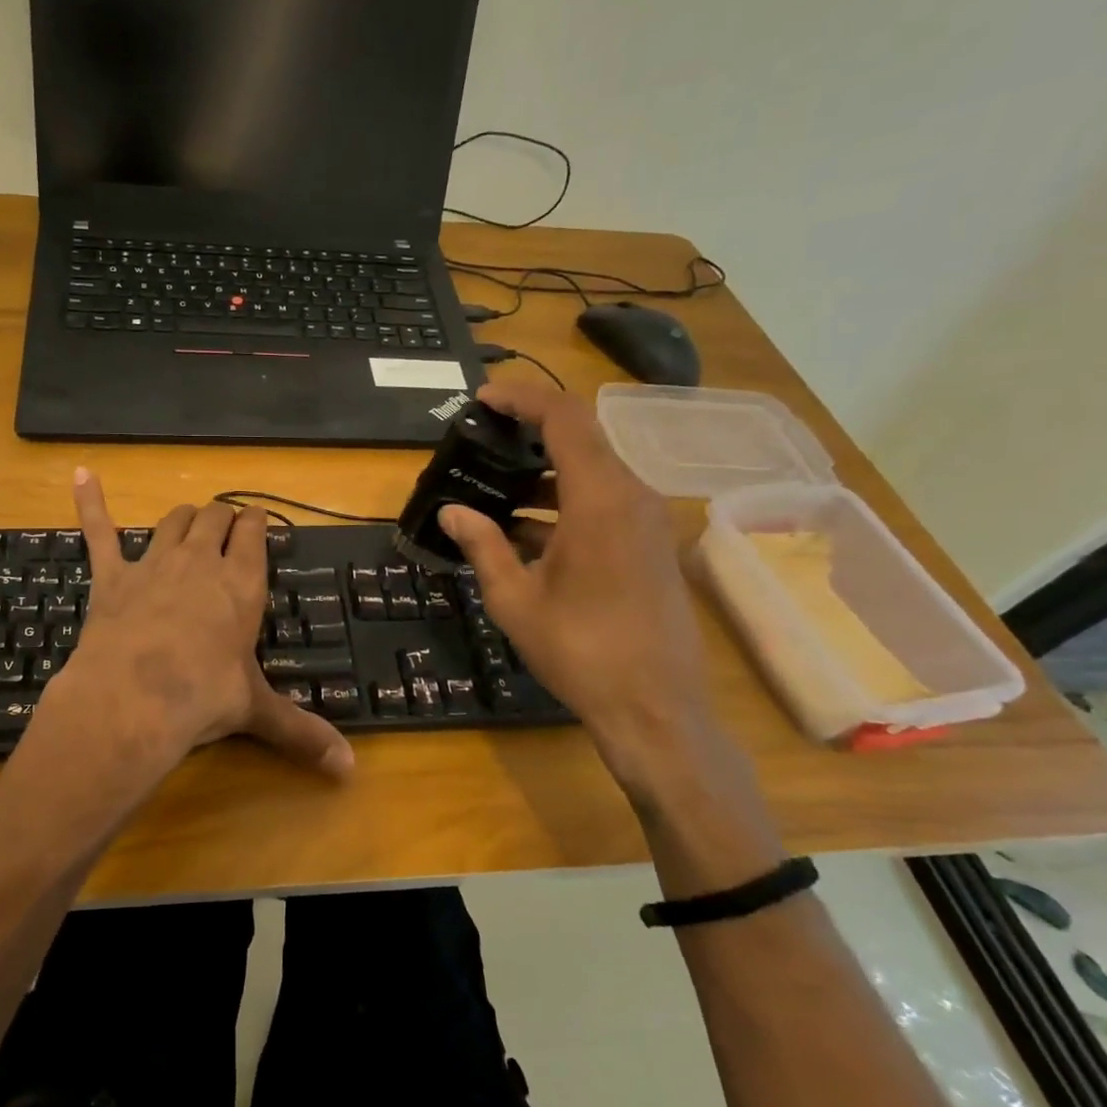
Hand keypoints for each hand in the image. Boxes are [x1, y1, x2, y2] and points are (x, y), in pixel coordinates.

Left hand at [40, 468, 354, 783]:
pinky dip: (91, 502)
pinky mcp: (112, 577)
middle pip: (214, 520)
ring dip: (184, 516)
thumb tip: (348, 771)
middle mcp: (200, 563)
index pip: (253, 535)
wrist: (133, 699)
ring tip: (190, 518)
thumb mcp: (256, 711)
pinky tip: (83, 474)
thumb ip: (302, 733)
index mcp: (240, 584)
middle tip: (227, 524)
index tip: (258, 518)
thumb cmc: (202, 698)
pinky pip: (100, 531)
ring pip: (172, 521)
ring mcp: (153, 564)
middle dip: (223, 517)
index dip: (256, 522)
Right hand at [436, 382, 717, 789]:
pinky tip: (523, 531)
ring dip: (543, 473)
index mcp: (599, 499)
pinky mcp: (649, 546)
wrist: (655, 707)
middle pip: (581, 438)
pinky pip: (603, 503)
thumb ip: (482, 545)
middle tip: (481, 441)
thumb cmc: (580, 650)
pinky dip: (563, 503)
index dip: (522, 399)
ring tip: (493, 488)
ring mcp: (646, 521)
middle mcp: (631, 496)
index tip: (482, 400)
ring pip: (591, 472)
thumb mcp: (515, 598)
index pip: (564, 418)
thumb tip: (451, 512)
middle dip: (529, 433)